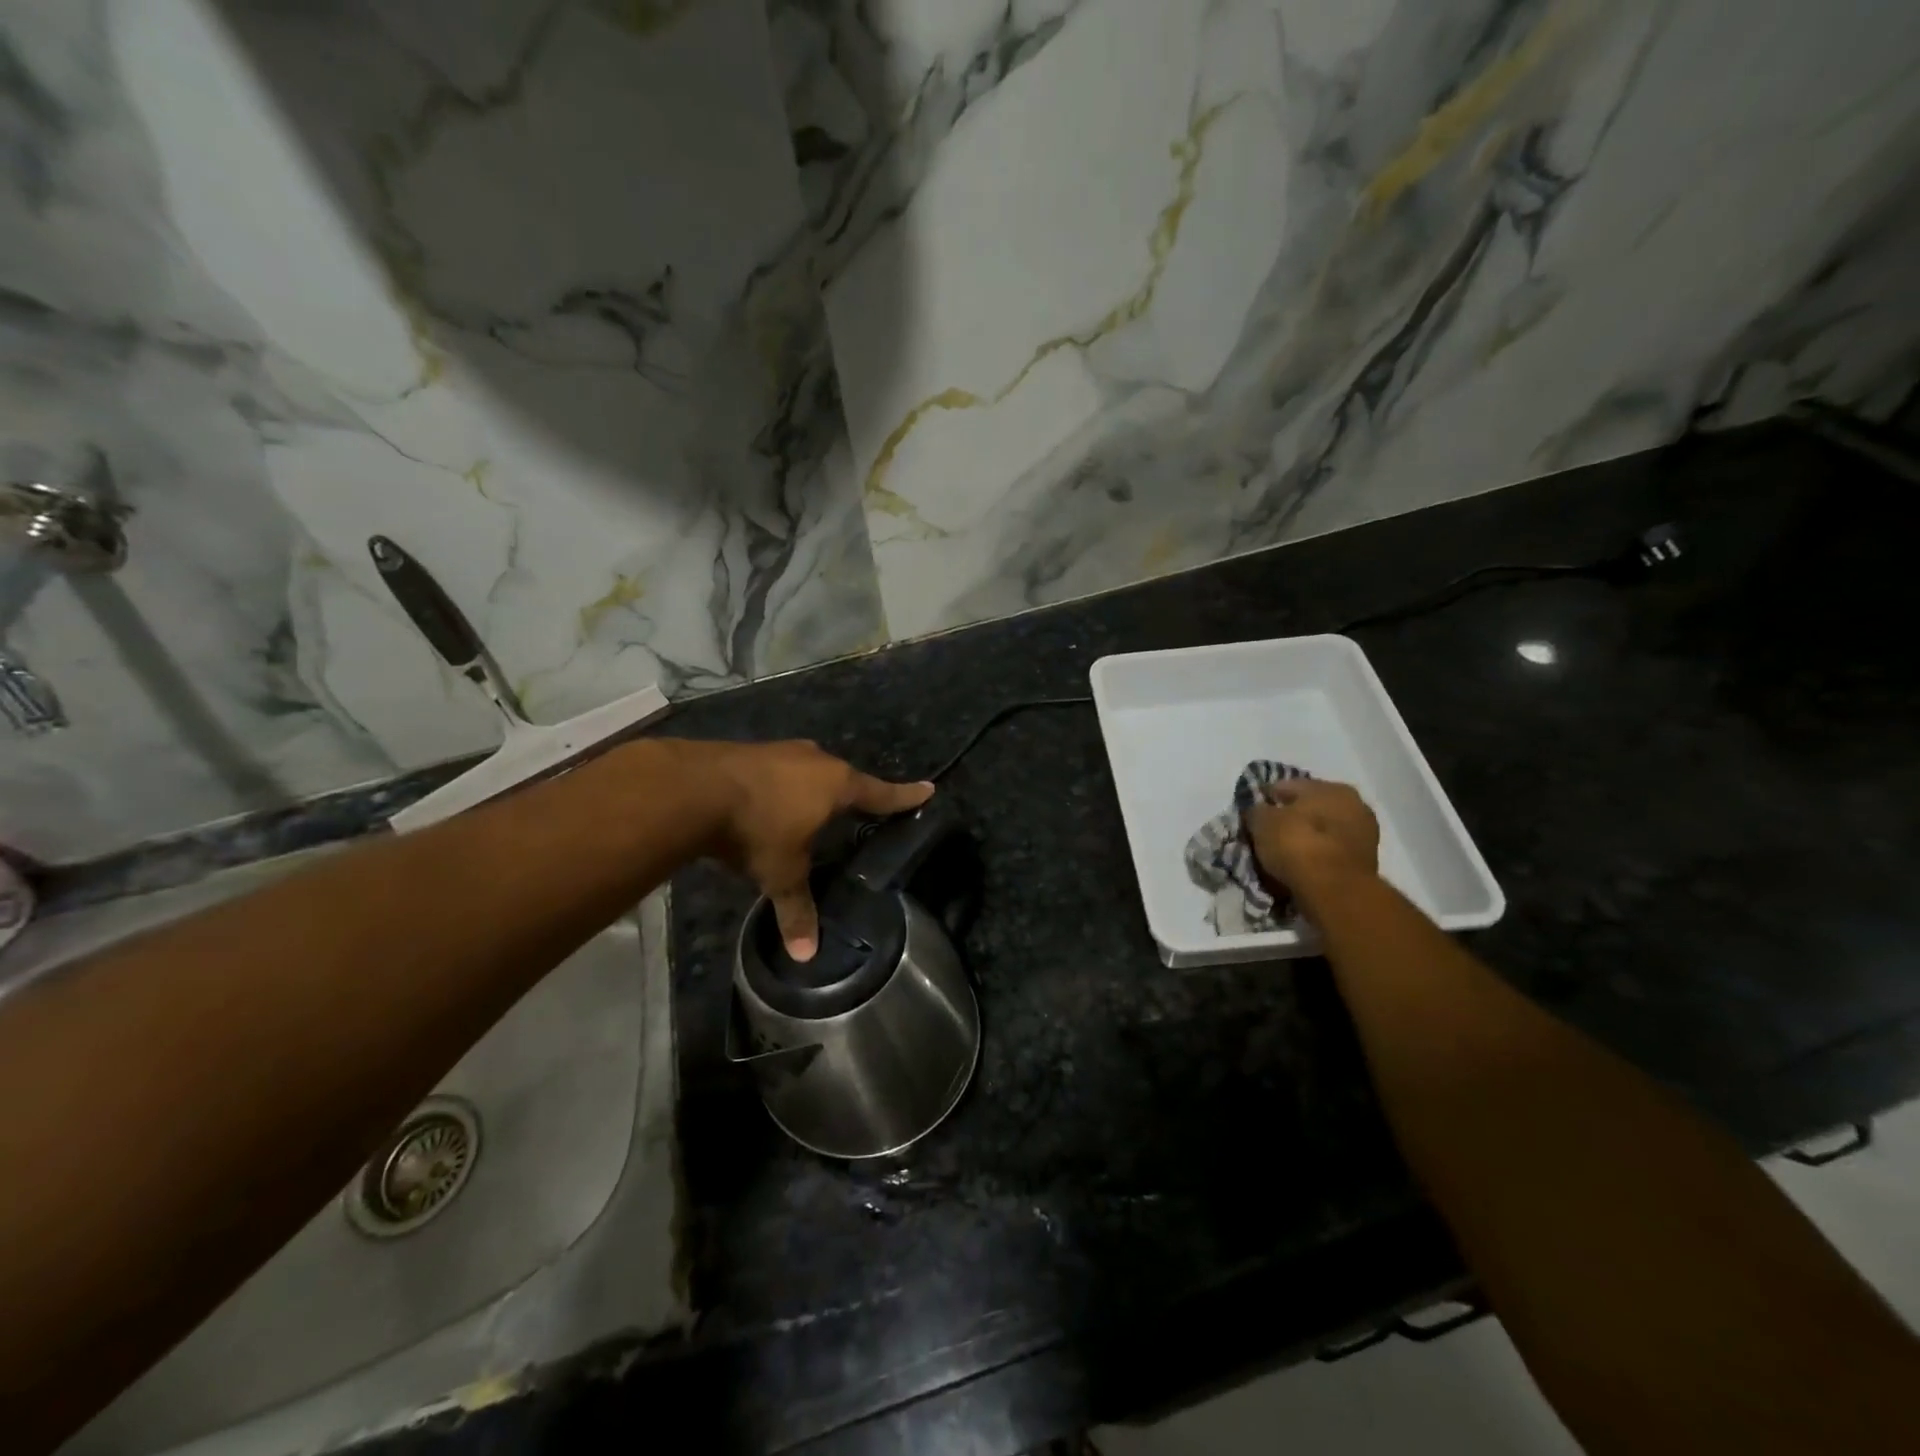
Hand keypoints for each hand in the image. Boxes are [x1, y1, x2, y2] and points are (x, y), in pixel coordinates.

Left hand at [686, 740, 932, 960]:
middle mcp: (816, 761)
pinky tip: (769, 801)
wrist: (695, 788)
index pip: (881, 794)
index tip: (928, 789)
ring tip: (809, 807)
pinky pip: (780, 769)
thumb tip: (808, 956)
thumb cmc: (757, 828)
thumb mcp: (781, 874)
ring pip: (809, 770)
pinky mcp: (752, 750)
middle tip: (858, 810)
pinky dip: (781, 785)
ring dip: (812, 787)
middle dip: (851, 794)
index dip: (905, 796)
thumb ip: (797, 910)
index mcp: (837, 785)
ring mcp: (783, 751)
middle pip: (845, 778)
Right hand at [1245, 780, 1379, 902]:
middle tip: (1266, 834)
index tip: (1251, 813)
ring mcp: (1363, 836)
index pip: (1288, 786)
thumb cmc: (1298, 845)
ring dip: (1304, 839)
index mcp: (1331, 787)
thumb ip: (1257, 811)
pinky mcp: (1365, 864)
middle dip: (1289, 819)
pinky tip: (1298, 867)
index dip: (1266, 797)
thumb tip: (1258, 811)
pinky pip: (1329, 853)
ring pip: (1322, 832)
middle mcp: (1354, 805)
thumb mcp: (1262, 822)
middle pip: (1310, 809)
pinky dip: (1315, 857)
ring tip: (1280, 855)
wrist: (1335, 892)